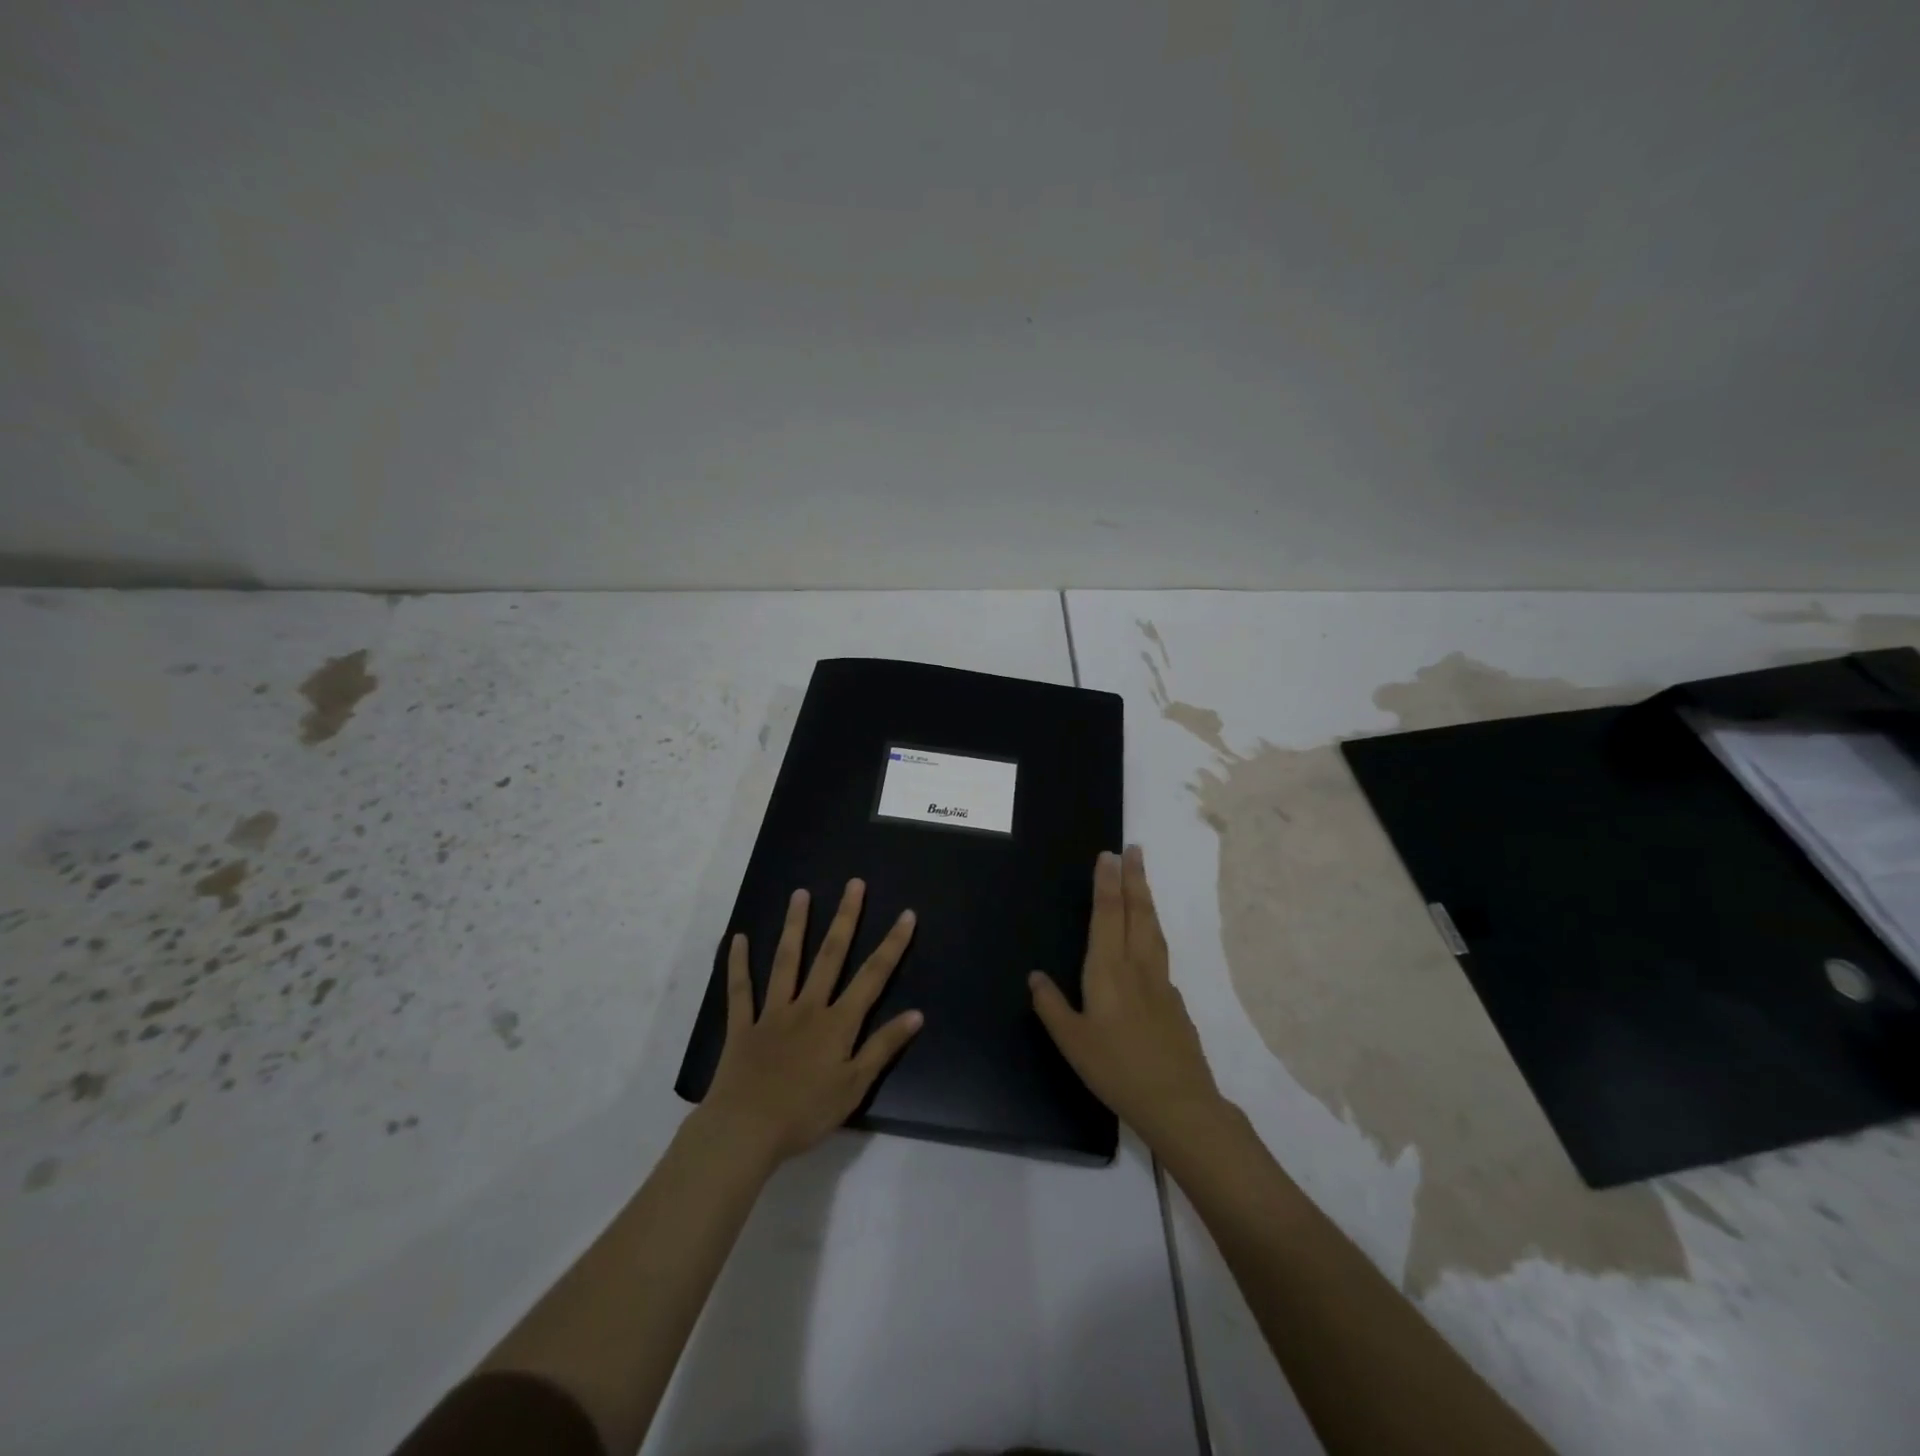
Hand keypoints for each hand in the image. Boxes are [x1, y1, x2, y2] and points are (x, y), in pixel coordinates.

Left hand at [699, 879, 922, 1167]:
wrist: (745, 1130)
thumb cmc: (806, 1113)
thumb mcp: (854, 1086)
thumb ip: (883, 1047)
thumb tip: (916, 1014)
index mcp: (838, 1022)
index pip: (873, 976)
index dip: (892, 945)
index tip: (906, 915)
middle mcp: (808, 1006)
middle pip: (830, 955)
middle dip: (845, 918)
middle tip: (854, 885)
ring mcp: (773, 1013)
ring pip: (786, 961)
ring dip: (795, 926)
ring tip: (800, 894)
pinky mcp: (743, 1026)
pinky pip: (740, 990)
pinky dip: (738, 964)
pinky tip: (738, 938)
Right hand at [1030, 845, 1224, 1152]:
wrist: (1177, 1101)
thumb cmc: (1116, 1069)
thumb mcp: (1071, 1041)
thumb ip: (1051, 1005)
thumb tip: (1035, 976)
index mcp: (1108, 970)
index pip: (1107, 915)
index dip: (1107, 883)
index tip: (1109, 855)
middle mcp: (1137, 966)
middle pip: (1136, 912)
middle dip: (1134, 878)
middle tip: (1134, 849)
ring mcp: (1161, 982)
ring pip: (1153, 929)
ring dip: (1146, 899)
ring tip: (1142, 879)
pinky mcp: (1175, 1000)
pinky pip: (1161, 953)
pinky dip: (1153, 932)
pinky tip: (1149, 940)